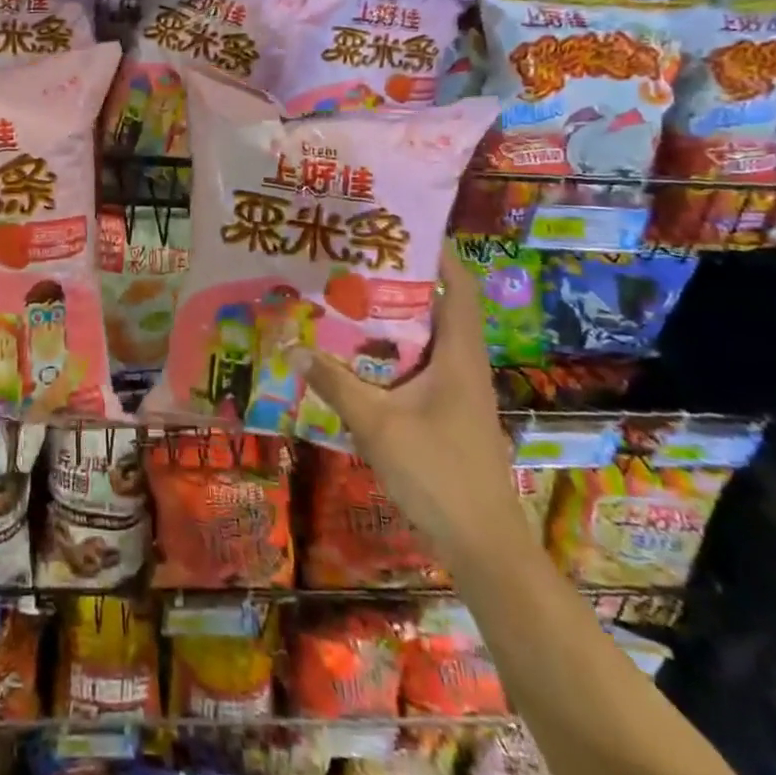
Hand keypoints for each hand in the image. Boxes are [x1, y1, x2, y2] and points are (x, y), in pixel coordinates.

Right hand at [292, 242, 525, 555]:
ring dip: (393, 319)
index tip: (400, 228)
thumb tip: (292, 347)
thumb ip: (334, 383)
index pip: (460, 288)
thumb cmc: (438, 472)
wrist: (483, 545)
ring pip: (426, 340)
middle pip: (439, 308)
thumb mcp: (377, 424)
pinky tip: (356, 358)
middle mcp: (463, 365)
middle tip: (354, 260)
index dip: (438, 254)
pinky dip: (391, 354)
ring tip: (347, 299)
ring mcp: (458, 393)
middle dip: (400, 281)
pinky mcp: (448, 415)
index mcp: (459, 356)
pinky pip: (419, 368)